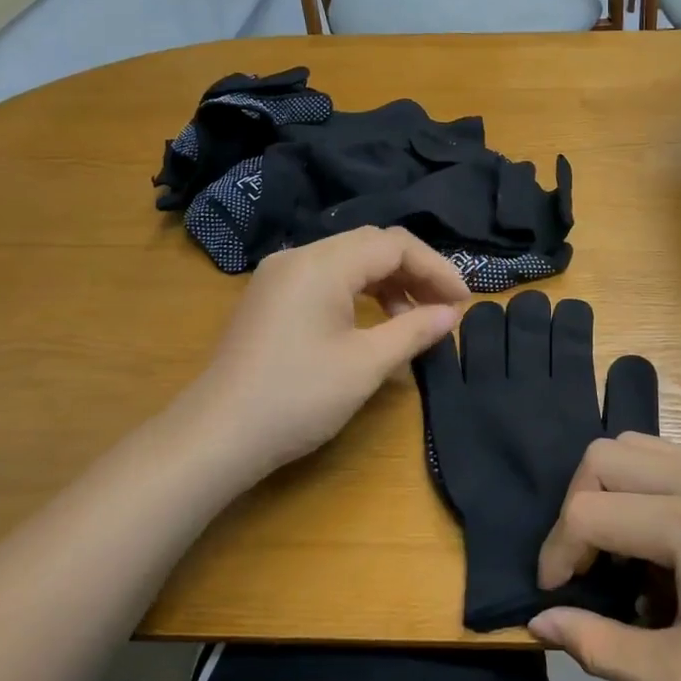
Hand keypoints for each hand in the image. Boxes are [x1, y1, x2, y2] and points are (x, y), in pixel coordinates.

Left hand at [166, 227, 467, 491]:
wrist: (217, 435)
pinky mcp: (272, 299)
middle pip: (372, 246)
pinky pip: (327, 279)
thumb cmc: (298, 397)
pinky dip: (361, 294)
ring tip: (415, 320)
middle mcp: (299, 257)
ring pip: (349, 261)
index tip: (463, 302)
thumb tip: (452, 314)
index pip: (394, 245)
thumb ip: (414, 330)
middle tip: (445, 307)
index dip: (436, 268)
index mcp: (322, 264)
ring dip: (389, 283)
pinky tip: (376, 324)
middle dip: (415, 272)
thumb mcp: (366, 364)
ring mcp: (280, 277)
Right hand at [530, 434, 680, 680]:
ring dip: (610, 494)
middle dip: (576, 510)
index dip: (555, 553)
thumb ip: (602, 648)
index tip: (557, 598)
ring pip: (634, 447)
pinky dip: (644, 491)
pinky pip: (670, 459)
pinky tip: (669, 550)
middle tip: (586, 570)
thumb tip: (539, 622)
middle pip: (602, 457)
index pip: (587, 511)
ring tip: (626, 559)